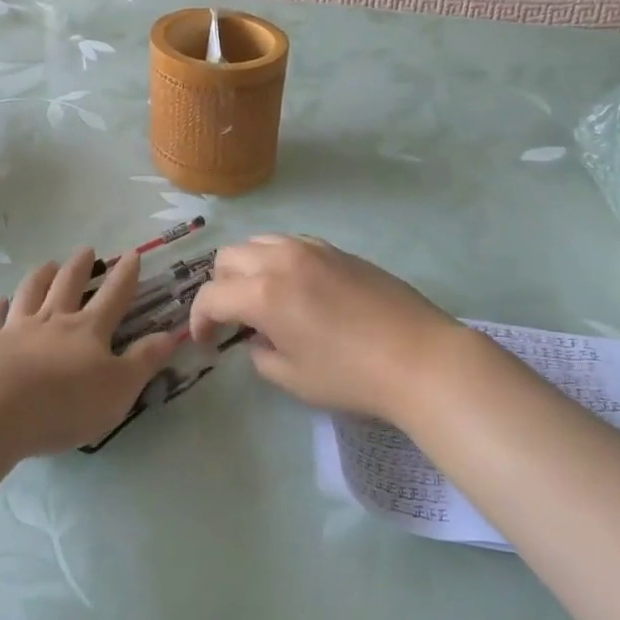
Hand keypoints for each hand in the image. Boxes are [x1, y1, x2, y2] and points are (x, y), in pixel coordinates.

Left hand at [0, 247, 179, 456]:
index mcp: (88, 330)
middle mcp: (53, 320)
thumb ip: (144, 361)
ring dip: (41, 276)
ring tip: (48, 264)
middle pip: (68, 285)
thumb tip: (170, 335)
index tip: (132, 253)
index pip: (113, 295)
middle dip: (81, 266)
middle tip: (87, 249)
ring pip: (30, 293)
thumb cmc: (65, 403)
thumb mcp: (119, 389)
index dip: (125, 275)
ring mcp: (16, 329)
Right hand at [188, 235, 477, 423]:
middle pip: (229, 257)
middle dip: (221, 287)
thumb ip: (261, 355)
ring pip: (260, 241)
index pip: (211, 296)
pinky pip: (292, 242)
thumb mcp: (294, 378)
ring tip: (263, 297)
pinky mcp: (337, 249)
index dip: (200, 320)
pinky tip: (297, 286)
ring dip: (248, 267)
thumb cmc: (351, 376)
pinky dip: (279, 259)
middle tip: (232, 318)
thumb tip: (258, 339)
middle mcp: (281, 260)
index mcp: (264, 293)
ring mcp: (312, 248)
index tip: (207, 342)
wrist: (419, 357)